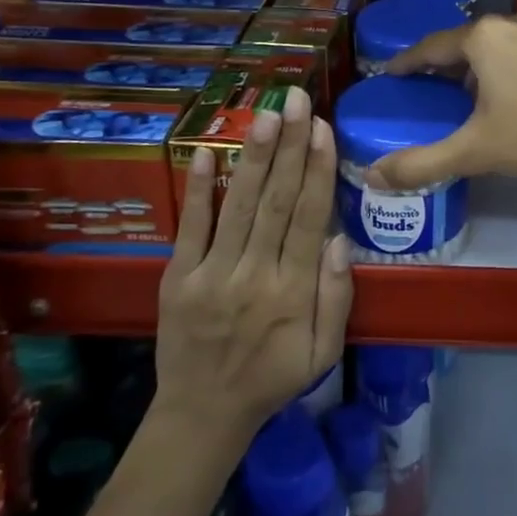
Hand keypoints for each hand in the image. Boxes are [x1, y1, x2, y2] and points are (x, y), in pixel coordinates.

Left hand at [152, 88, 351, 448]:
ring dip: (253, 156)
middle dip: (289, 146)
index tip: (322, 128)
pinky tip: (204, 152)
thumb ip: (336, 297)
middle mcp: (254, 275)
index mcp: (293, 292)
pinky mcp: (177, 278)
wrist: (202, 415)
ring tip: (266, 114)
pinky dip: (198, 190)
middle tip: (296, 100)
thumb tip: (339, 239)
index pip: (309, 218)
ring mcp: (211, 274)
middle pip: (276, 201)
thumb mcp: (323, 352)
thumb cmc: (272, 378)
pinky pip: (190, 228)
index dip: (317, 170)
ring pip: (238, 206)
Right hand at [370, 13, 516, 190]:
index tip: (392, 74)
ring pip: (502, 44)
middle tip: (433, 92)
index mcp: (485, 38)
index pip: (432, 46)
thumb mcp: (477, 152)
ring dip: (483, 66)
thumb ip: (422, 163)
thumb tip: (371, 176)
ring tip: (475, 98)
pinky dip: (514, 66)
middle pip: (468, 42)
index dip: (408, 63)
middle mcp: (516, 21)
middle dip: (448, 66)